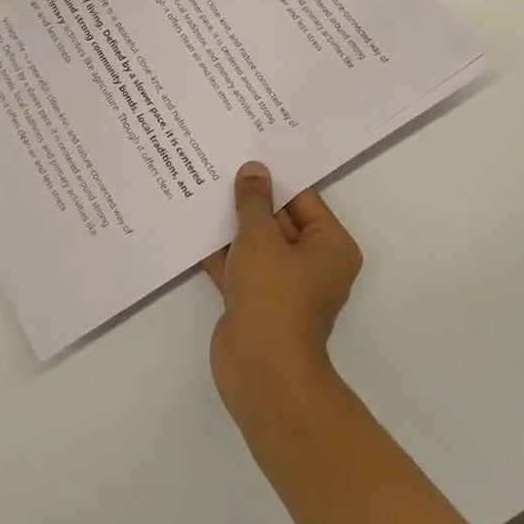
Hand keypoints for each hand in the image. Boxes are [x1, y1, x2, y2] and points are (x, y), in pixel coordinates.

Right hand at [202, 163, 362, 412]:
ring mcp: (283, 285)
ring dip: (232, 225)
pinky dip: (221, 252)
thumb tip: (254, 170)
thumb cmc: (272, 295)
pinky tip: (194, 228)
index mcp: (330, 246)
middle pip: (279, 220)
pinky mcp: (257, 301)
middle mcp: (313, 263)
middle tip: (219, 166)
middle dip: (249, 200)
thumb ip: (253, 202)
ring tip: (201, 189)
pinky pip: (240, 267)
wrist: (261, 369)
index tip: (246, 154)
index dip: (274, 178)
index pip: (302, 199)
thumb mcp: (260, 238)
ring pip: (256, 244)